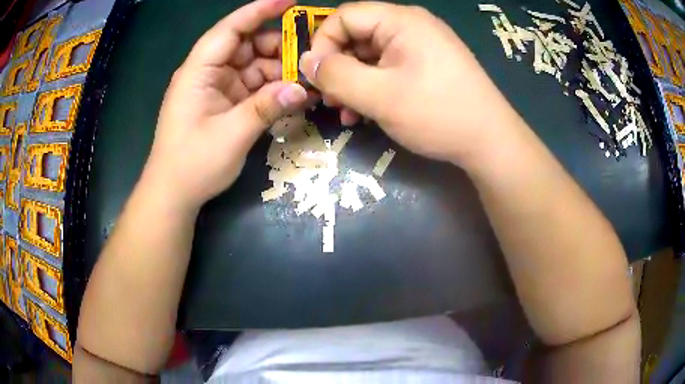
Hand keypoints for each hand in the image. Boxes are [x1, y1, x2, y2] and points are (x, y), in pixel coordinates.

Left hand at [142, 0, 306, 211]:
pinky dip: (273, 89)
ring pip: (254, 66)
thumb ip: (265, 108)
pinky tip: (294, 96)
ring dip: (280, 71)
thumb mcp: (231, 136)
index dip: (258, 11)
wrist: (173, 194)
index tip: (289, 2)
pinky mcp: (225, 104)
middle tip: (311, 56)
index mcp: (199, 71)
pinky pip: (253, 87)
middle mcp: (208, 73)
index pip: (230, 29)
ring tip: (308, 80)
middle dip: (278, 47)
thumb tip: (302, 89)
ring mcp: (217, 88)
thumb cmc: (192, 164)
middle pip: (247, 46)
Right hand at [300, 2, 522, 166]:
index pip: (344, 16)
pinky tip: (365, 112)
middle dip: (337, 66)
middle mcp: (411, 25)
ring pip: (371, 54)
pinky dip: (372, 86)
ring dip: (352, 81)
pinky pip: (389, 67)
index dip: (322, 43)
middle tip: (329, 100)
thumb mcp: (379, 95)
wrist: (490, 141)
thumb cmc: (437, 113)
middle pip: (357, 34)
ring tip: (344, 112)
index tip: (316, 76)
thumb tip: (306, 62)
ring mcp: (422, 45)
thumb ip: (336, 75)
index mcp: (401, 20)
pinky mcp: (428, 65)